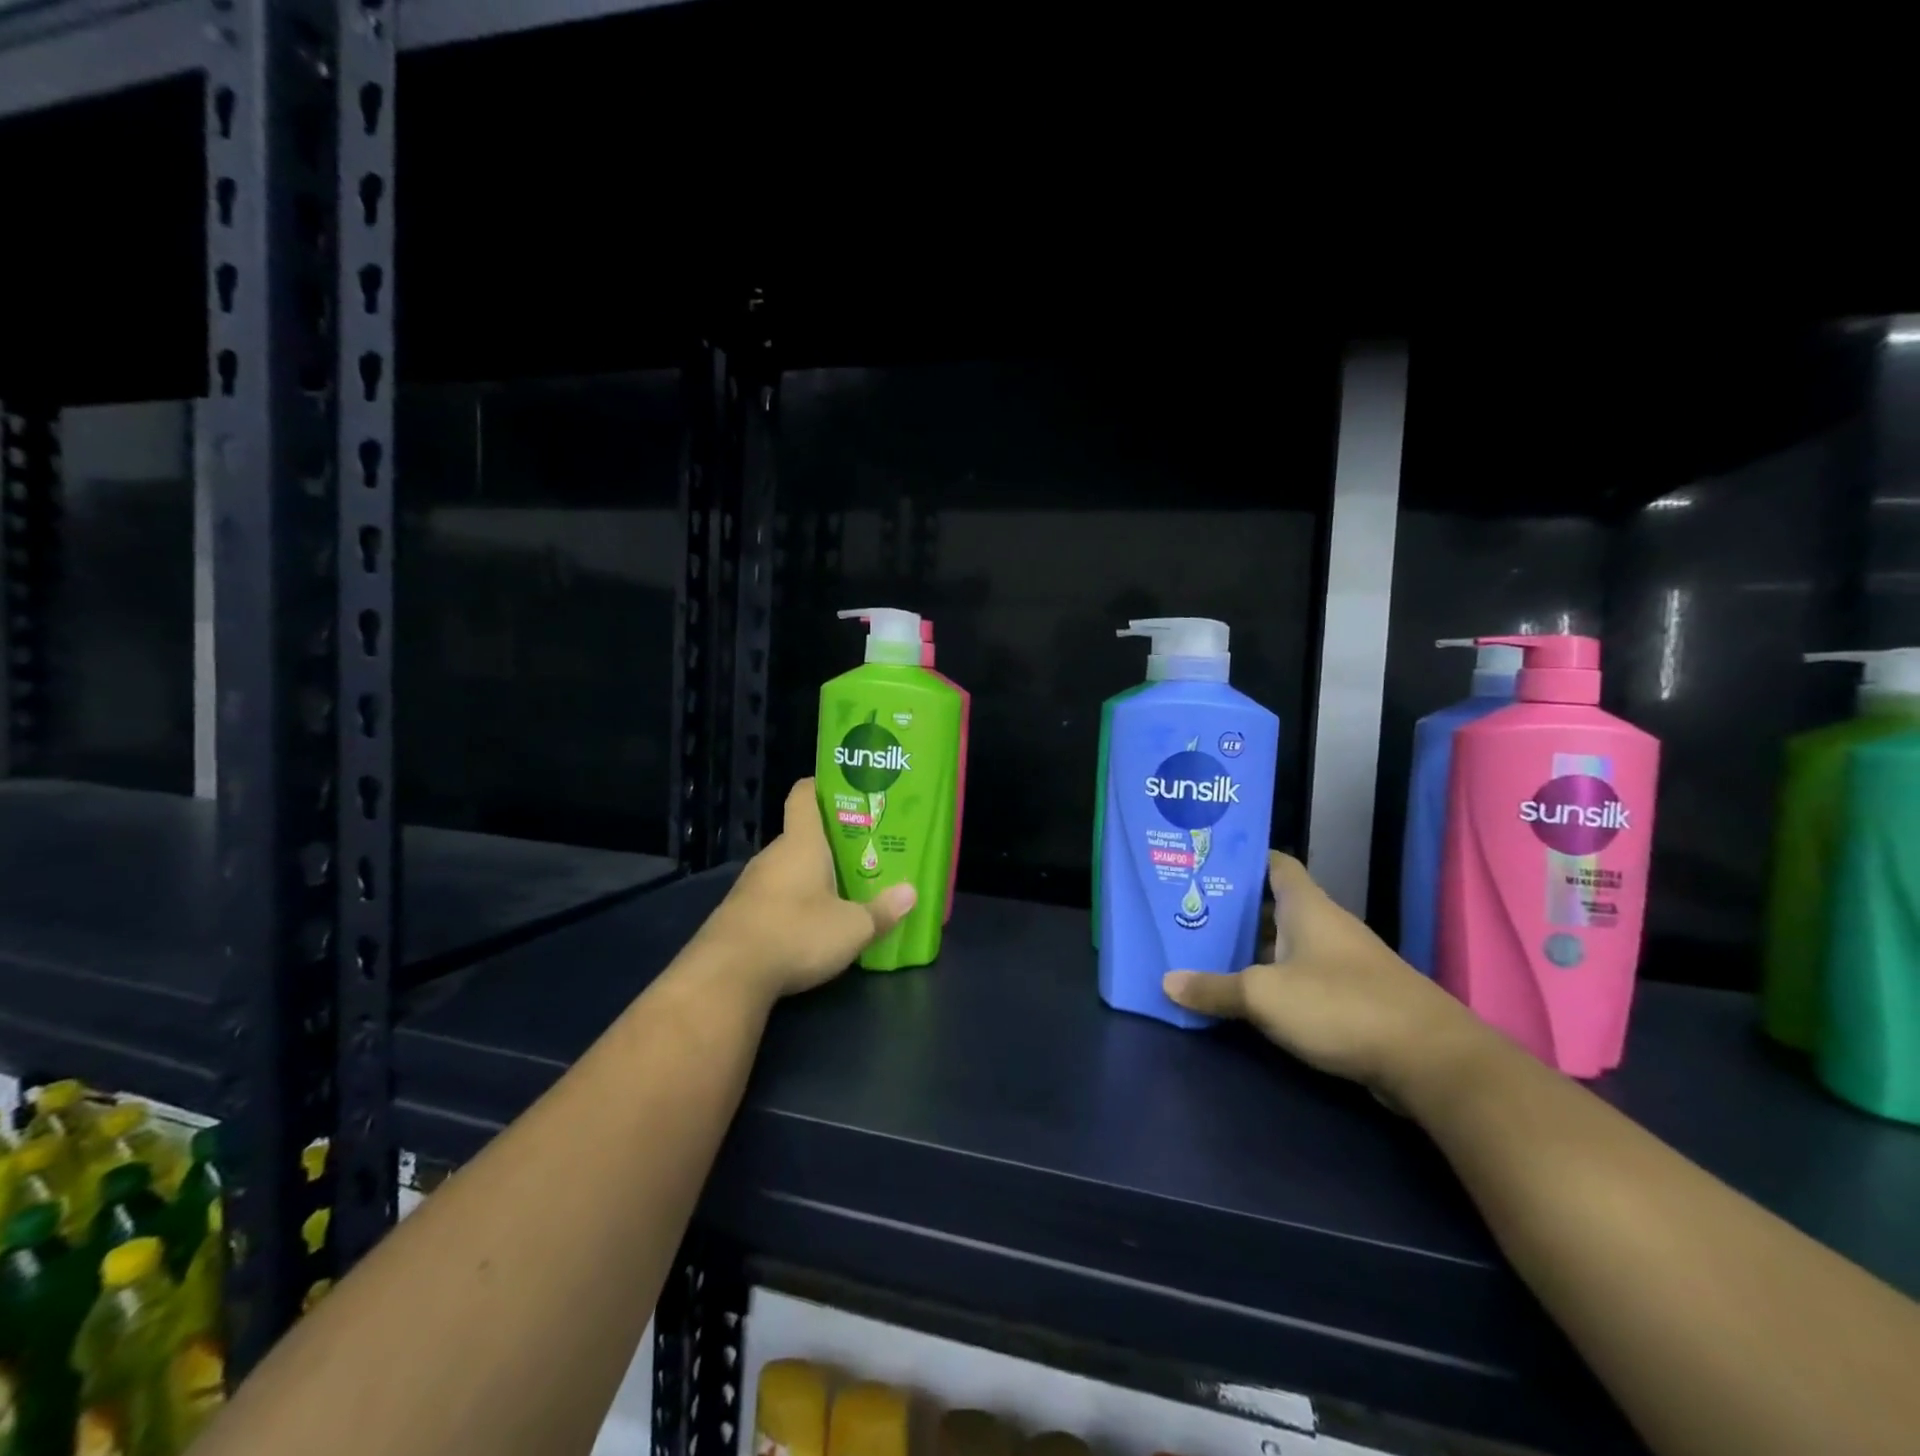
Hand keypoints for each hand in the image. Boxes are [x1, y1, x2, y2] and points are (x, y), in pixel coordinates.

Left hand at [693, 779, 915, 1001]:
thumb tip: (911, 893)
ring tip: (844, 889)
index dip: (822, 787)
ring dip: (812, 876)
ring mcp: (751, 885)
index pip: (804, 796)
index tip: (847, 792)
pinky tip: (812, 925)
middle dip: (831, 843)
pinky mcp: (739, 914)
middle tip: (864, 852)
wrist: (727, 976)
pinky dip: (793, 903)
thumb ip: (882, 911)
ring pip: (788, 868)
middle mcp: (773, 855)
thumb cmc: (796, 934)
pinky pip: (773, 896)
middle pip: (802, 836)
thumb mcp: (852, 927)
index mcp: (801, 843)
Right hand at [1162, 851, 1491, 1099]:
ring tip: (1203, 950)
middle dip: (1232, 909)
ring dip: (1250, 948)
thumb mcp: (1264, 995)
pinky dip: (1273, 980)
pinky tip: (1244, 994)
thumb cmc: (1341, 1005)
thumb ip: (1214, 988)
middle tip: (1186, 911)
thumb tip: (1167, 982)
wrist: (1430, 1061)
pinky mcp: (1351, 997)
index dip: (1241, 859)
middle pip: (1272, 905)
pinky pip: (1300, 976)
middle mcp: (1324, 925)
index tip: (1204, 863)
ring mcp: (1341, 962)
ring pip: (1285, 943)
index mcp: (1306, 907)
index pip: (1273, 864)